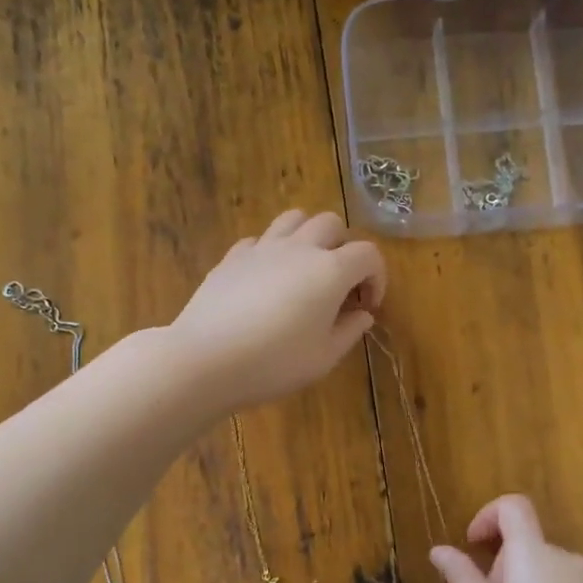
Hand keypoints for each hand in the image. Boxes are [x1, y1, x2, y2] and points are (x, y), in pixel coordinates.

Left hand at [168, 210, 386, 411]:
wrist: (205, 360)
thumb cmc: (274, 363)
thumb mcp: (323, 358)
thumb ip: (349, 331)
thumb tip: (362, 314)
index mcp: (330, 271)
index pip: (368, 254)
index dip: (377, 277)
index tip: (367, 306)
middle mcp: (299, 248)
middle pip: (331, 223)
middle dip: (343, 248)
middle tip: (338, 285)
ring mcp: (262, 248)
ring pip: (294, 219)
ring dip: (308, 236)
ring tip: (304, 269)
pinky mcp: (232, 257)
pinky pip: (259, 240)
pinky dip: (271, 252)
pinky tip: (266, 279)